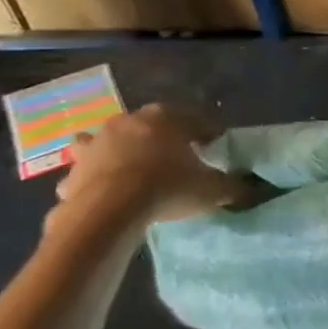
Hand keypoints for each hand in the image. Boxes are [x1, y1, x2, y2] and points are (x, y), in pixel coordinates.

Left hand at [55, 104, 249, 224]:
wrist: (110, 210)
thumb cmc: (168, 187)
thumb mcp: (213, 189)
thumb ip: (233, 186)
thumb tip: (252, 187)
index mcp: (166, 118)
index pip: (195, 120)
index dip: (206, 134)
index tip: (213, 149)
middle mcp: (129, 121)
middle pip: (149, 125)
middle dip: (160, 138)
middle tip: (175, 158)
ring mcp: (97, 143)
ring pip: (109, 140)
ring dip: (117, 150)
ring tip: (130, 167)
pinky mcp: (75, 168)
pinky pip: (86, 169)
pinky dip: (92, 177)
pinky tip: (102, 191)